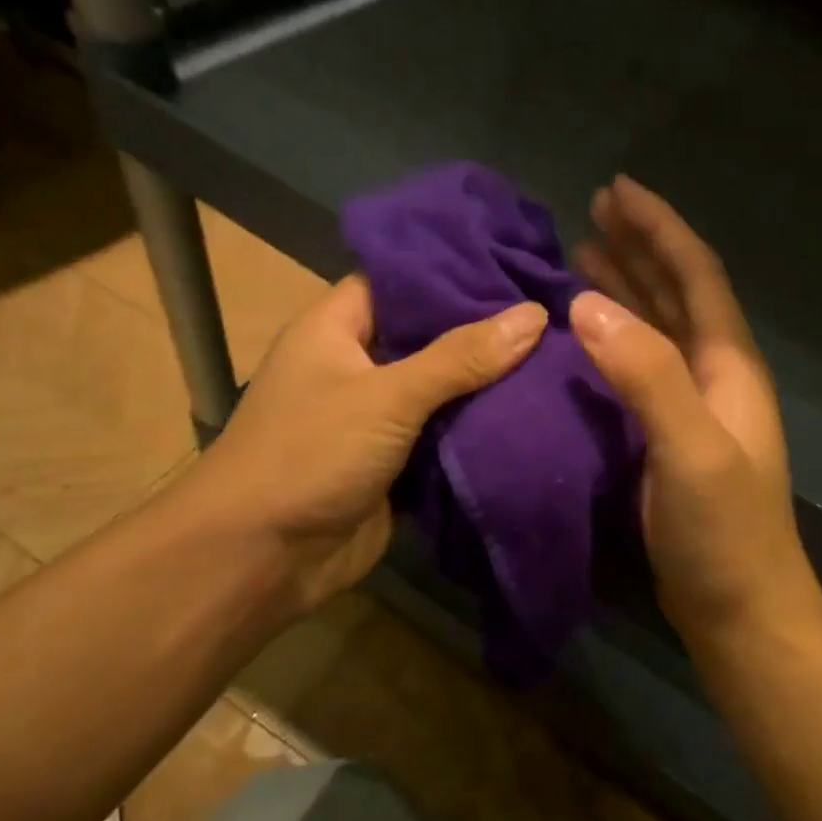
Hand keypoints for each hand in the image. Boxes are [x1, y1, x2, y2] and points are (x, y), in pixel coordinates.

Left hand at [179, 275, 546, 615]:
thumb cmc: (311, 454)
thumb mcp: (386, 396)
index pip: (401, 280)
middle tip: (553, 313)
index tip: (516, 262)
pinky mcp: (395, 464)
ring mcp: (377, 418)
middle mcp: (357, 365)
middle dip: (485, 331)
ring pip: (442, 391)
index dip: (455, 270)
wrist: (263, 557)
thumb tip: (534, 314)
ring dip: (489, 385)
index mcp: (337, 328)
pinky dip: (479, 431)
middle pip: (429, 337)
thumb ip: (460, 357)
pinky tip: (534, 414)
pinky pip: (445, 437)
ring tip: (557, 356)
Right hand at [572, 176, 817, 638]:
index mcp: (728, 367)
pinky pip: (639, 371)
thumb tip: (587, 303)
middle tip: (593, 212)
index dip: (660, 229)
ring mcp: (693, 411)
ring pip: (658, 332)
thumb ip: (647, 375)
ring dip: (626, 291)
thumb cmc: (724, 533)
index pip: (695, 276)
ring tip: (585, 258)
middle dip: (640, 249)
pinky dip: (614, 343)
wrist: (742, 611)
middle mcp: (715, 378)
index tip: (617, 189)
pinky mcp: (669, 441)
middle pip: (677, 296)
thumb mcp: (690, 449)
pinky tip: (587, 340)